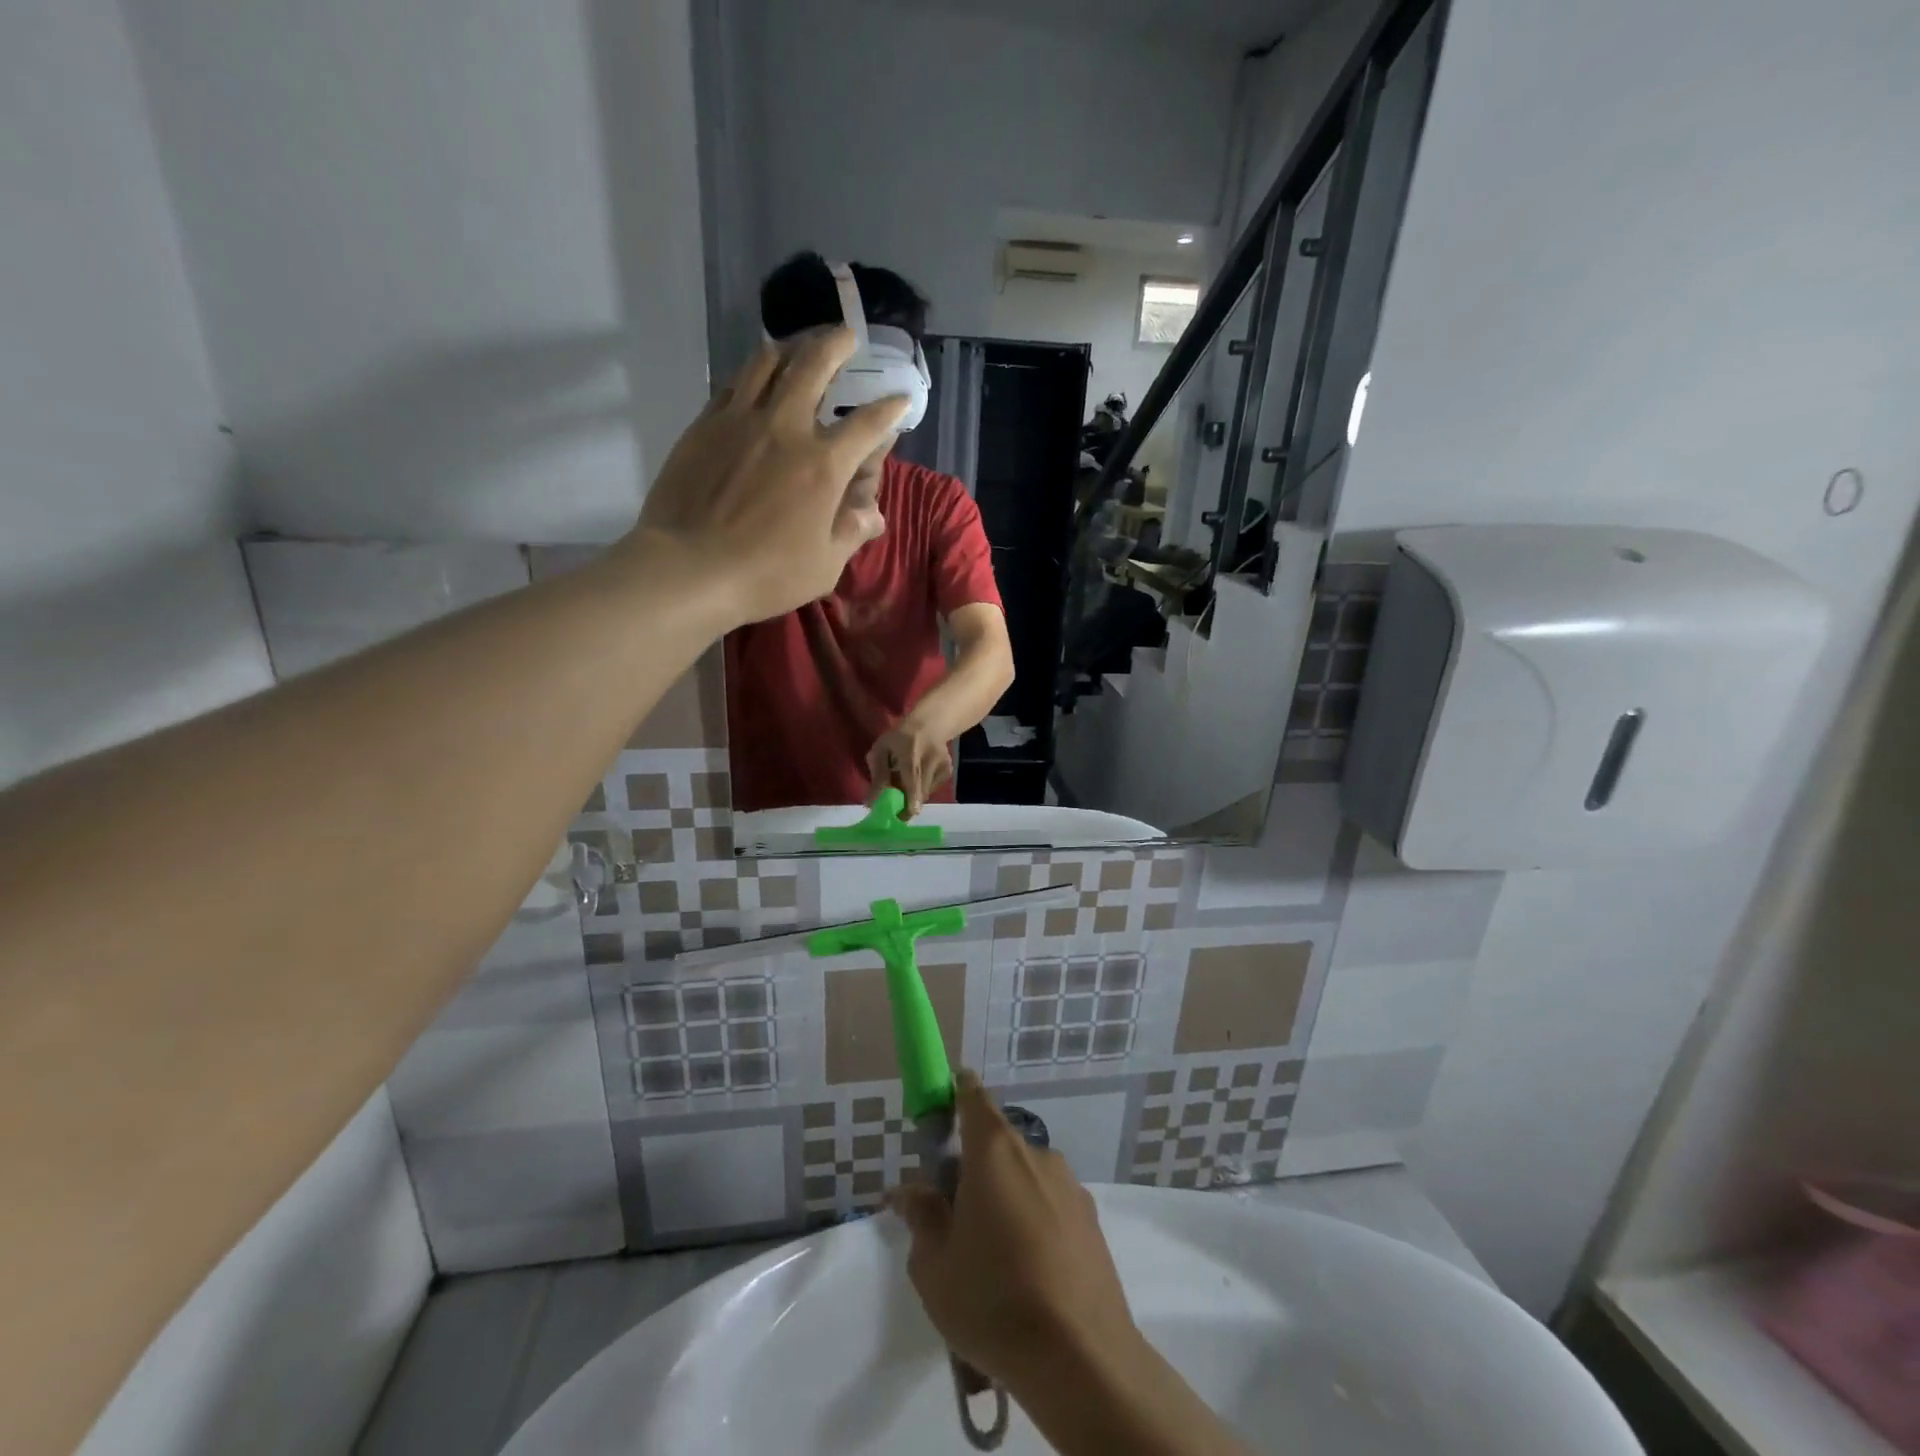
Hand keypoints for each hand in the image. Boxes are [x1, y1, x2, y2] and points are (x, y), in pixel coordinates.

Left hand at [625, 329, 906, 626]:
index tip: (900, 399)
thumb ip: (851, 532)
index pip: (867, 425)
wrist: (689, 568)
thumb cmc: (766, 574)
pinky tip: (755, 376)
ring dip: (791, 346)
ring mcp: (741, 420)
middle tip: (847, 336)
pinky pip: (733, 384)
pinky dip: (752, 372)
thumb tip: (873, 514)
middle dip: (837, 345)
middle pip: (814, 367)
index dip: (889, 409)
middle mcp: (786, 428)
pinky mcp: (705, 425)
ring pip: (768, 362)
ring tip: (800, 344)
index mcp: (823, 465)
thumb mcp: (825, 566)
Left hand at [866, 718, 951, 817]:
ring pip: (925, 793)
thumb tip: (871, 803)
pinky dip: (922, 789)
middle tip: (896, 812)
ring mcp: (942, 765)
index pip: (912, 776)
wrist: (928, 726)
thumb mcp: (881, 750)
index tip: (908, 814)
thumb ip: (877, 775)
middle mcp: (930, 758)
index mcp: (910, 751)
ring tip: (906, 783)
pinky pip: (932, 789)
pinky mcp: (948, 771)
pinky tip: (918, 777)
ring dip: (913, 796)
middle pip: (920, 790)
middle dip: (907, 805)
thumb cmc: (899, 738)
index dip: (910, 796)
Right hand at [889, 1073, 1137, 1389]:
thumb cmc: (993, 1300)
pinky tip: (1029, 1277)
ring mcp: (1068, 1184)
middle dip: (974, 1169)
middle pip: (996, 1143)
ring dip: (1006, 1199)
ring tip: (995, 1262)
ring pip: (1025, 1177)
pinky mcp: (1091, 1218)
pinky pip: (1050, 1205)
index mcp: (993, 1150)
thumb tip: (908, 1190)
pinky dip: (1035, 1223)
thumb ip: (920, 1216)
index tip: (942, 1112)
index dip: (956, 1094)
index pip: (972, 1096)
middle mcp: (1035, 1152)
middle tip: (956, 1221)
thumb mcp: (934, 1265)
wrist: (1081, 1358)